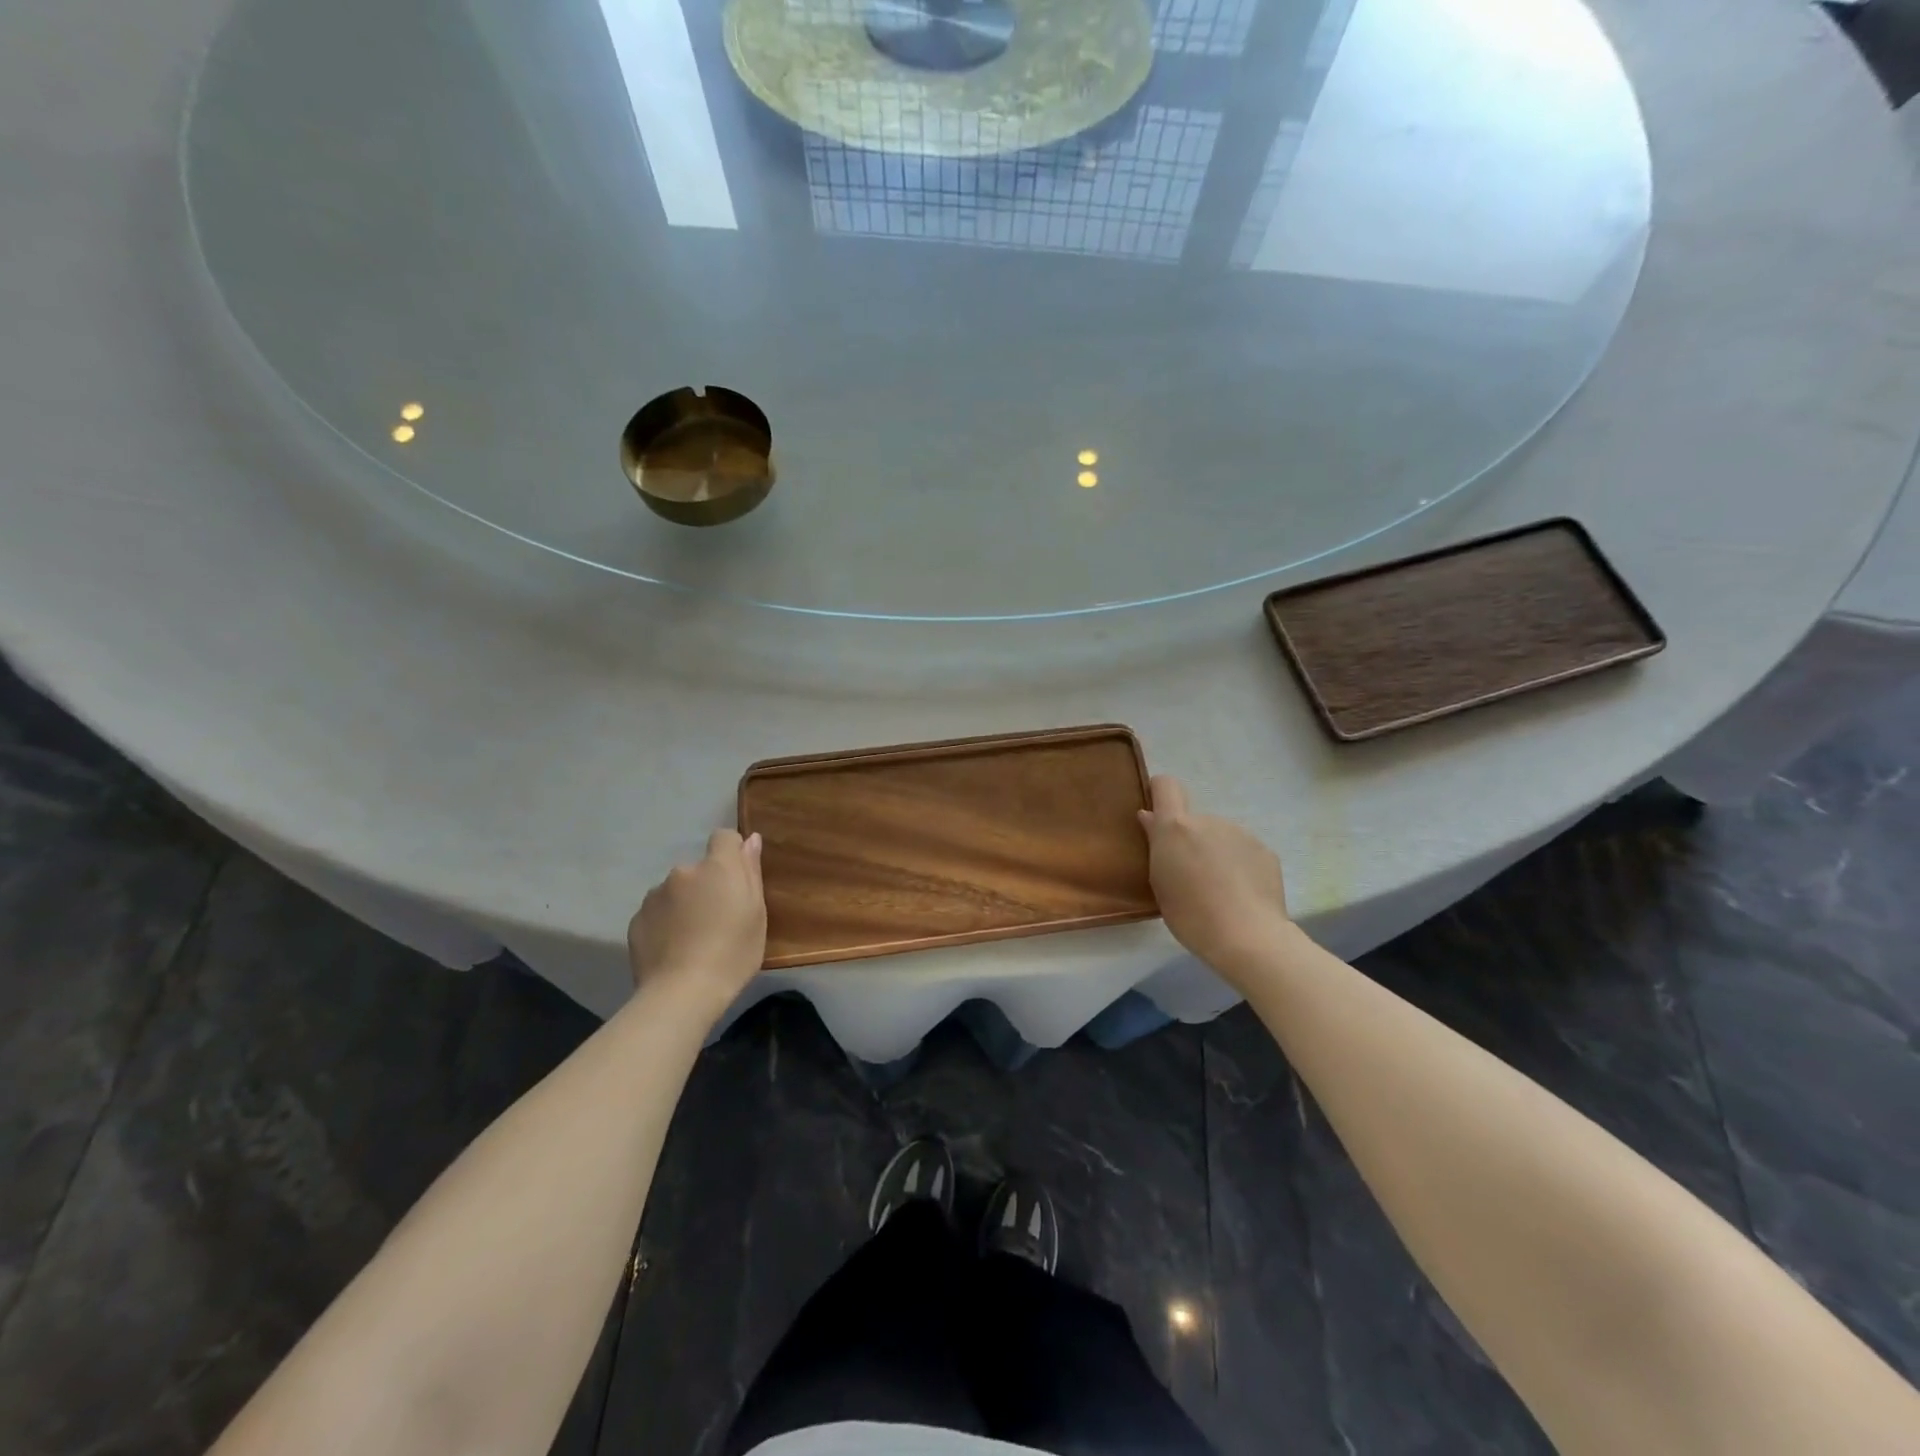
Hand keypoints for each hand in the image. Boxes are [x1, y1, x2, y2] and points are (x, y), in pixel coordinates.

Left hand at [627, 830, 766, 1008]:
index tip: (737, 880)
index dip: (732, 853)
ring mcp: (655, 895)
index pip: (723, 837)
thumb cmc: (732, 953)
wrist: (681, 994)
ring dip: (684, 903)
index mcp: (717, 867)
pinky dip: (666, 922)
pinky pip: (657, 912)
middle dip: (707, 885)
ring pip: (676, 890)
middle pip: (699, 869)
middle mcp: (683, 872)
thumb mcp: (756, 914)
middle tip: (717, 919)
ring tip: (692, 938)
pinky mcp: (636, 919)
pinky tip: (673, 949)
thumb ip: (751, 872)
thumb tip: (750, 839)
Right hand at [1138, 775, 1292, 982]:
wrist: (1248, 938)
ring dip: (1215, 853)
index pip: (1166, 785)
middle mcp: (1209, 820)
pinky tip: (1241, 895)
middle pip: (1193, 821)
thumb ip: (1156, 845)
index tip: (1157, 816)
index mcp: (1177, 827)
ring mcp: (1240, 833)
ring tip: (1218, 890)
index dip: (1159, 793)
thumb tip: (1150, 817)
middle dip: (1190, 841)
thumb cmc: (1190, 914)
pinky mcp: (1265, 851)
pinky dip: (1239, 866)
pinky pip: (1243, 852)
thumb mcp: (1160, 882)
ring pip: (1220, 837)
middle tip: (1190, 876)